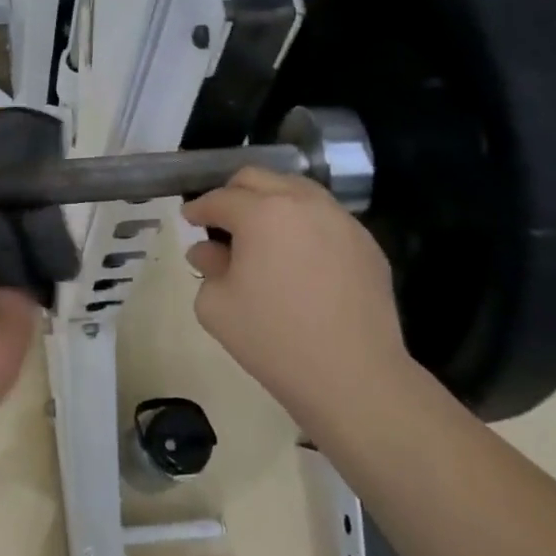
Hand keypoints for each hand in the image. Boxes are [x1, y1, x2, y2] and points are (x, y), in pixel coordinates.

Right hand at [183, 168, 409, 414]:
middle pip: (259, 178)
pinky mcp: (367, 244)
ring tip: (261, 234)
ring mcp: (341, 221)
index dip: (198, 209)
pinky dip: (303, 224)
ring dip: (272, 202)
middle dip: (233, 193)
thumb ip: (207, 267)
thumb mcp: (216, 305)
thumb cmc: (273, 340)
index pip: (220, 199)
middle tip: (221, 220)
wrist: (353, 377)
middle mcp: (303, 204)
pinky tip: (298, 257)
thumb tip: (208, 251)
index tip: (188, 220)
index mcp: (262, 213)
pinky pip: (326, 218)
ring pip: (297, 190)